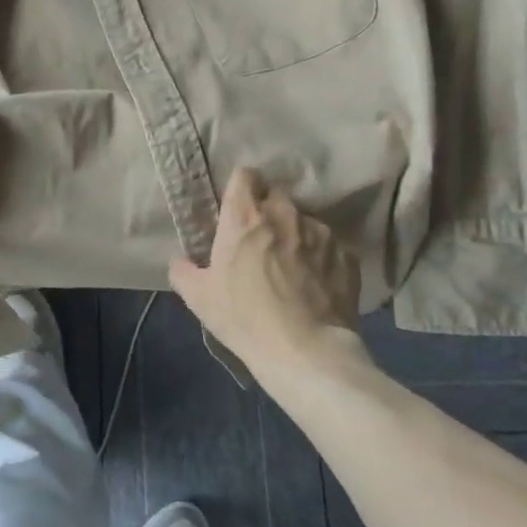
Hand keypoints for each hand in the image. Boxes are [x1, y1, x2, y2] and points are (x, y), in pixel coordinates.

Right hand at [169, 169, 360, 380]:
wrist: (305, 351)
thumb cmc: (245, 318)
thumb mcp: (199, 298)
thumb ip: (183, 271)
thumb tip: (180, 261)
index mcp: (245, 216)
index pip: (245, 175)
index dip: (242, 188)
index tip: (239, 208)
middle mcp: (284, 213)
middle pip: (276, 194)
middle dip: (269, 211)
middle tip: (262, 240)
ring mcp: (320, 232)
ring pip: (305, 220)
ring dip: (296, 234)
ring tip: (294, 266)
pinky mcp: (346, 254)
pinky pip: (330, 246)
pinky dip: (321, 258)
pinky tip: (316, 284)